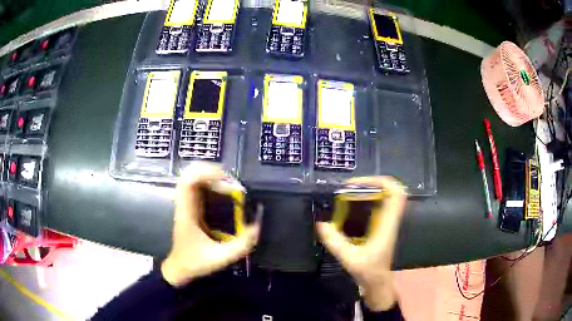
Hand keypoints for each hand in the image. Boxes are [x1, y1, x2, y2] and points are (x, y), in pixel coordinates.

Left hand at [161, 162, 260, 287]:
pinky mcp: (189, 206)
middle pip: (189, 173)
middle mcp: (184, 204)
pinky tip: (222, 190)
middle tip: (230, 182)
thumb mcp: (221, 258)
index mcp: (187, 214)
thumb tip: (257, 226)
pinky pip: (196, 186)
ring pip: (191, 177)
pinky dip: (208, 182)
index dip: (206, 173)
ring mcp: (185, 204)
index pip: (188, 182)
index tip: (226, 179)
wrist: (178, 268)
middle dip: (211, 171)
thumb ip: (241, 245)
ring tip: (228, 184)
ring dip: (210, 175)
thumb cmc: (195, 263)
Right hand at [317, 176, 405, 310]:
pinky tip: (352, 205)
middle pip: (392, 190)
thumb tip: (320, 223)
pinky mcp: (382, 225)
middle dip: (373, 183)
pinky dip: (369, 199)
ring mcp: (387, 222)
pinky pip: (380, 204)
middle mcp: (390, 219)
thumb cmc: (368, 271)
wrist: (377, 282)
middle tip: (351, 187)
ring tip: (349, 192)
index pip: (396, 194)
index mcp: (387, 224)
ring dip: (370, 190)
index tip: (359, 184)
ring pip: (387, 196)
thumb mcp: (349, 258)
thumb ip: (334, 241)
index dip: (381, 182)